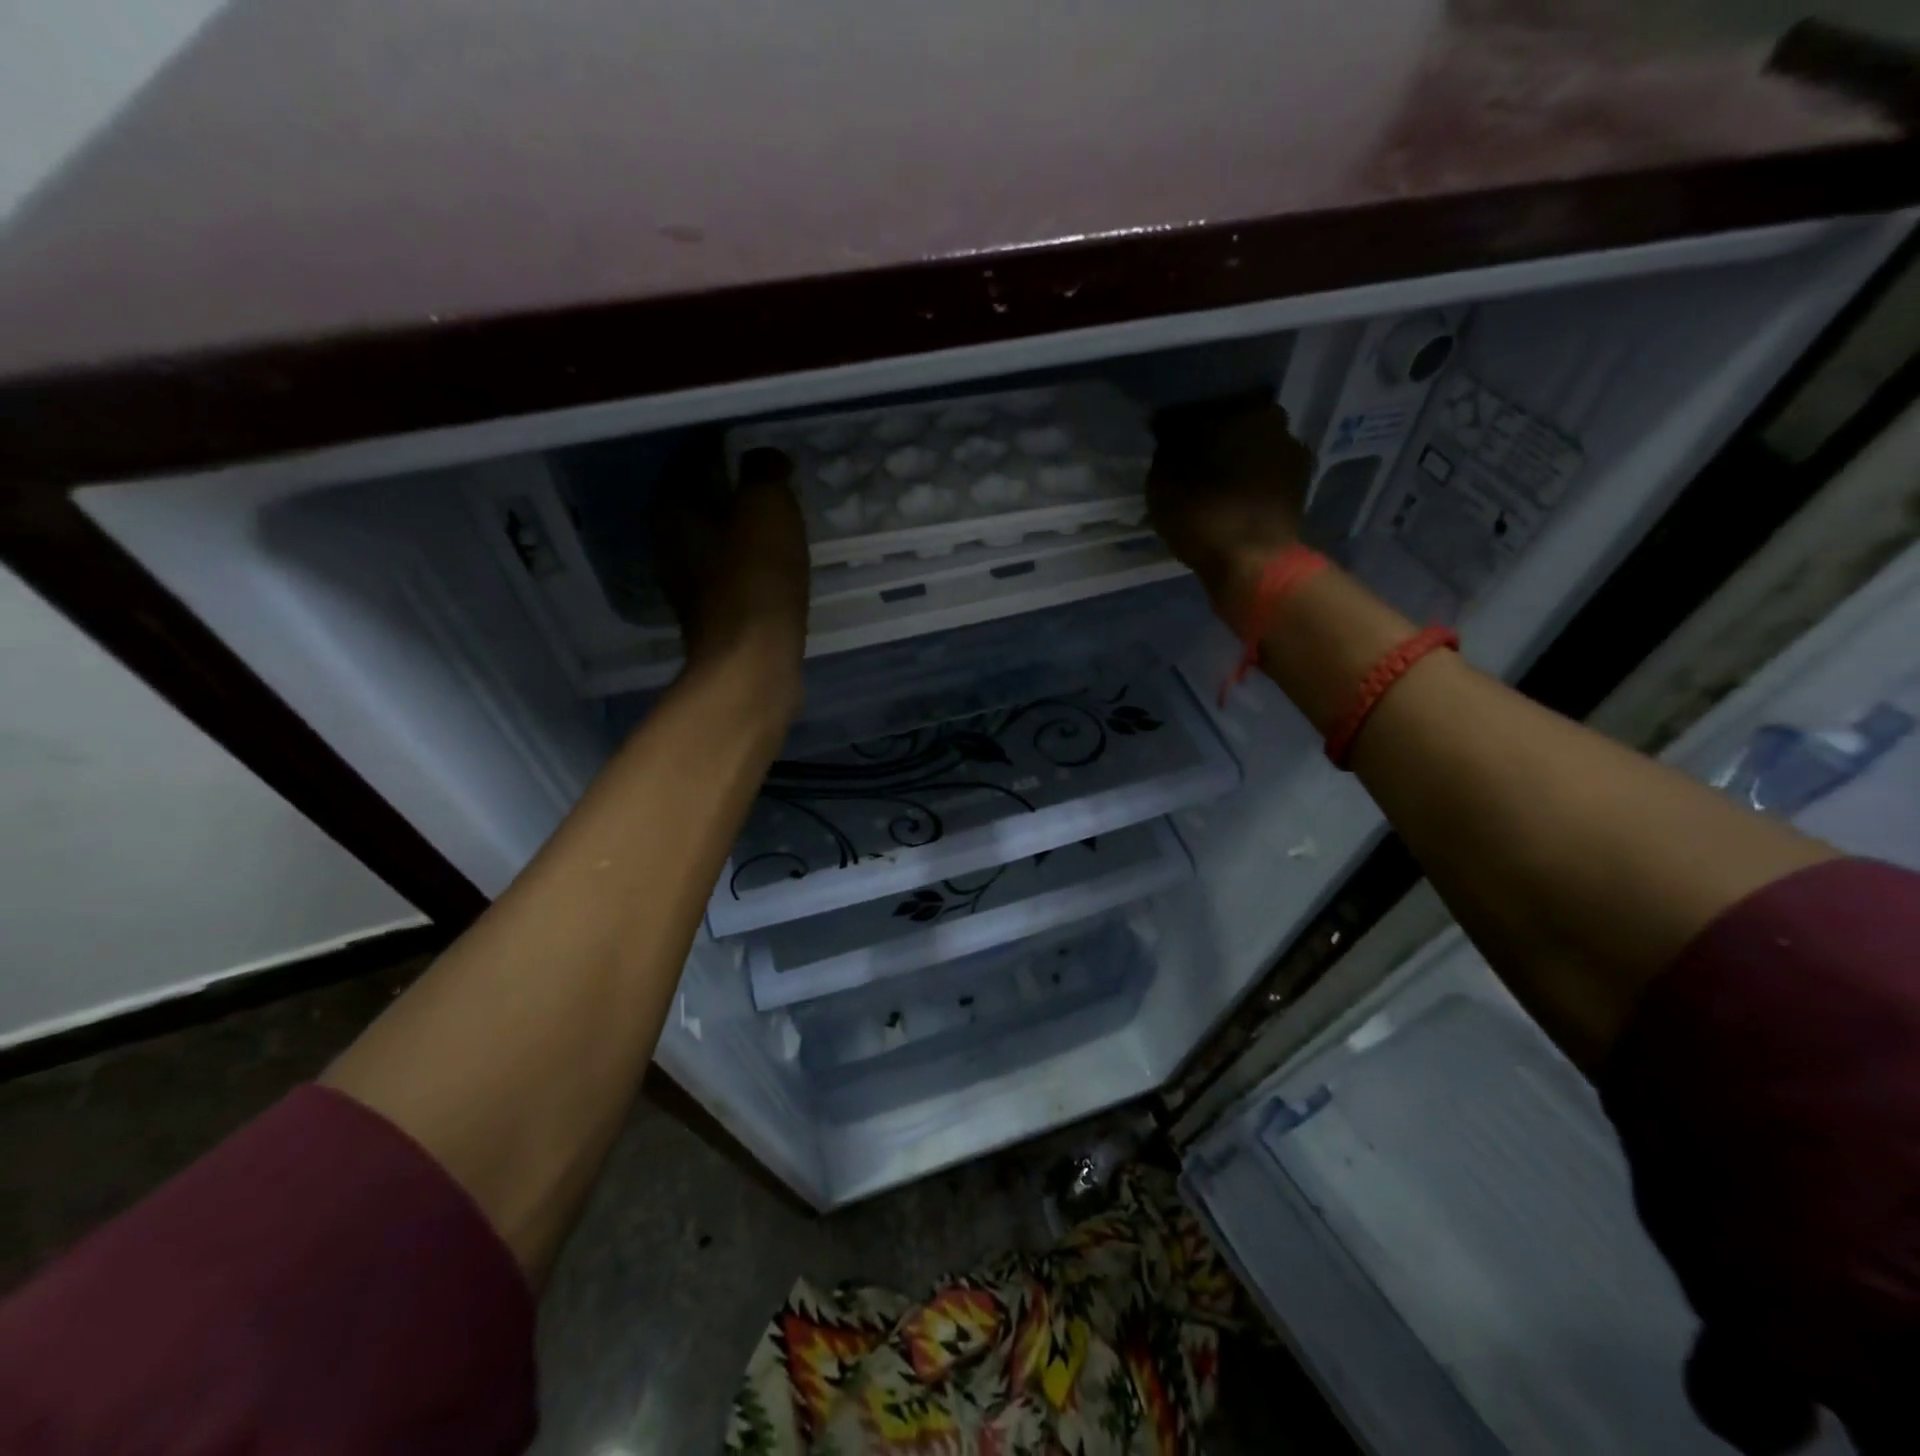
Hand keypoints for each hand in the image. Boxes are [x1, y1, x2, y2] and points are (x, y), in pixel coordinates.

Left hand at [654, 440, 809, 712]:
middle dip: (730, 484)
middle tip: (770, 474)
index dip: (721, 442)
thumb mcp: (766, 507)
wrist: (753, 663)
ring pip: (717, 537)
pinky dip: (751, 558)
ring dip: (742, 524)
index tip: (752, 437)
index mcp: (674, 510)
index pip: (691, 458)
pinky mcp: (716, 615)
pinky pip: (734, 570)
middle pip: (700, 500)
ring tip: (778, 513)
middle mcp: (671, 544)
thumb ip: (763, 471)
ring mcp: (690, 584)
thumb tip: (764, 458)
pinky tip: (776, 558)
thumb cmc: (756, 578)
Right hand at [1146, 400, 1311, 605]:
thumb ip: (1166, 454)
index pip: (1203, 410)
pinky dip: (1253, 485)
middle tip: (1193, 466)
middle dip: (1216, 442)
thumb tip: (1171, 442)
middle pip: (1235, 426)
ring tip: (1216, 488)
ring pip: (1254, 450)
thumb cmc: (1203, 517)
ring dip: (1238, 462)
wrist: (1253, 564)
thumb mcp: (1162, 484)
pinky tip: (1235, 503)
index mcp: (1242, 411)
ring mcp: (1293, 455)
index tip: (1172, 447)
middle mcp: (1275, 422)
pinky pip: (1267, 477)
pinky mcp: (1301, 487)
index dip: (1184, 429)